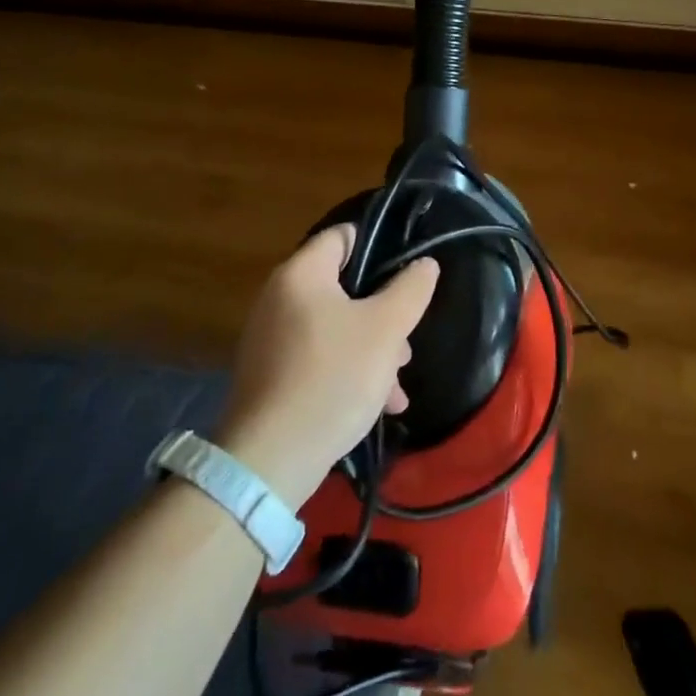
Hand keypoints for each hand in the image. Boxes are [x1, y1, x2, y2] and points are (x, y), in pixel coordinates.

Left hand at [215, 225, 437, 507]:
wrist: (270, 460)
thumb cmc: (333, 377)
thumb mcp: (386, 329)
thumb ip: (410, 289)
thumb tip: (424, 264)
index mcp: (301, 274)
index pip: (343, 236)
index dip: (379, 246)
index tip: (408, 274)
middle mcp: (279, 298)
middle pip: (344, 287)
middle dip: (383, 314)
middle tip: (406, 343)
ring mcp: (271, 340)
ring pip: (336, 327)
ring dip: (372, 349)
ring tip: (397, 385)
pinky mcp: (271, 376)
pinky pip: (319, 358)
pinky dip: (348, 371)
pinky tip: (377, 404)